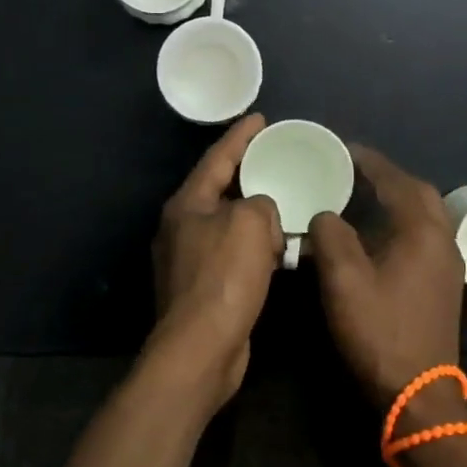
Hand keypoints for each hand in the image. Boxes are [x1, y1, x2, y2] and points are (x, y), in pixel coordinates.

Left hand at [144, 114, 283, 414]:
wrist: (201, 348)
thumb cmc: (223, 277)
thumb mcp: (248, 224)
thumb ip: (260, 204)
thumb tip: (262, 214)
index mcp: (187, 204)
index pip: (216, 158)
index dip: (240, 136)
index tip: (260, 118)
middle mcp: (182, 227)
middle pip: (219, 189)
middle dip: (247, 173)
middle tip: (276, 156)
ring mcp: (189, 259)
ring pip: (228, 224)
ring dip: (255, 213)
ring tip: (284, 199)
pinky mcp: (203, 287)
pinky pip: (233, 253)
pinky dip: (255, 246)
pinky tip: (278, 248)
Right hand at [310, 146, 466, 418]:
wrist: (418, 393)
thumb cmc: (380, 332)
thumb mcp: (344, 281)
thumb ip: (330, 236)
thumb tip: (325, 215)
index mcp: (422, 232)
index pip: (396, 181)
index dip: (370, 162)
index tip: (345, 148)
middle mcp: (443, 240)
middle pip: (419, 193)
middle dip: (388, 177)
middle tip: (355, 171)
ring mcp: (448, 264)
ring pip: (426, 215)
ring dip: (398, 199)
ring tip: (364, 196)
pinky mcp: (444, 285)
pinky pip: (426, 236)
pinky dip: (404, 222)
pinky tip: (380, 234)